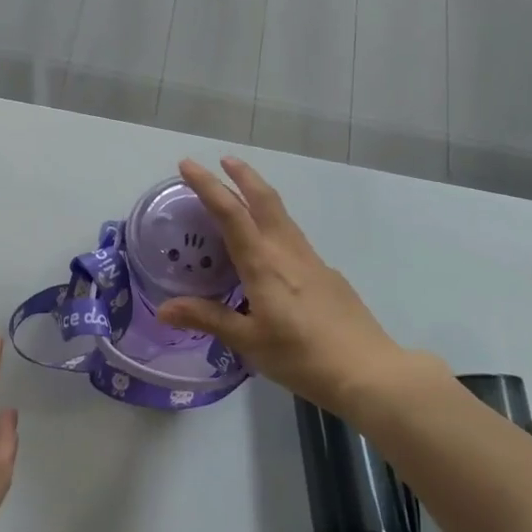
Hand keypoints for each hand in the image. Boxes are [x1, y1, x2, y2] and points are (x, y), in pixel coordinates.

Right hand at [156, 157, 448, 412]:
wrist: (368, 371)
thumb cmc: (302, 357)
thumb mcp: (248, 342)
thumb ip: (207, 319)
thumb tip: (163, 309)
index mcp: (263, 264)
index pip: (230, 214)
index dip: (208, 186)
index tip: (188, 165)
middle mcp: (287, 252)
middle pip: (264, 200)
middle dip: (243, 175)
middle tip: (223, 159)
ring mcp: (311, 260)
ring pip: (282, 215)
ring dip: (259, 195)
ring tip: (241, 191)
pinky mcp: (326, 274)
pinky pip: (293, 237)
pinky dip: (274, 224)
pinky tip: (269, 249)